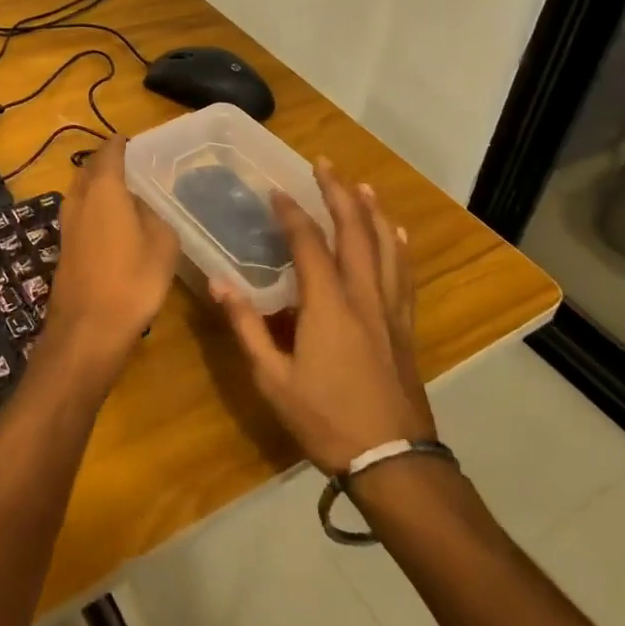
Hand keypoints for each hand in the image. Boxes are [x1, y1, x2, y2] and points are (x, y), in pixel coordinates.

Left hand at [42, 136, 180, 377]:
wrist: (88, 329)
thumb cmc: (131, 280)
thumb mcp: (162, 243)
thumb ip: (153, 213)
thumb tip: (141, 204)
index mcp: (104, 188)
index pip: (110, 151)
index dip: (123, 143)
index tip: (138, 141)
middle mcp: (79, 198)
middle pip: (90, 168)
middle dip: (109, 162)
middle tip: (135, 164)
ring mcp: (67, 223)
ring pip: (82, 191)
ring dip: (100, 185)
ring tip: (128, 191)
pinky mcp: (65, 246)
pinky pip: (81, 212)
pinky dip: (96, 207)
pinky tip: (115, 222)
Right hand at [212, 159, 435, 473]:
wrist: (394, 460)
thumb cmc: (326, 419)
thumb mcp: (273, 379)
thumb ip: (246, 327)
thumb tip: (220, 283)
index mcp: (328, 304)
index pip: (309, 243)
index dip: (292, 213)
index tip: (276, 191)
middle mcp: (363, 295)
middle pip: (354, 232)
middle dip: (338, 194)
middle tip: (324, 165)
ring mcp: (389, 310)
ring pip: (384, 247)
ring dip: (372, 212)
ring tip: (362, 186)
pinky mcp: (405, 327)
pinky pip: (403, 276)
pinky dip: (398, 249)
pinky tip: (397, 236)